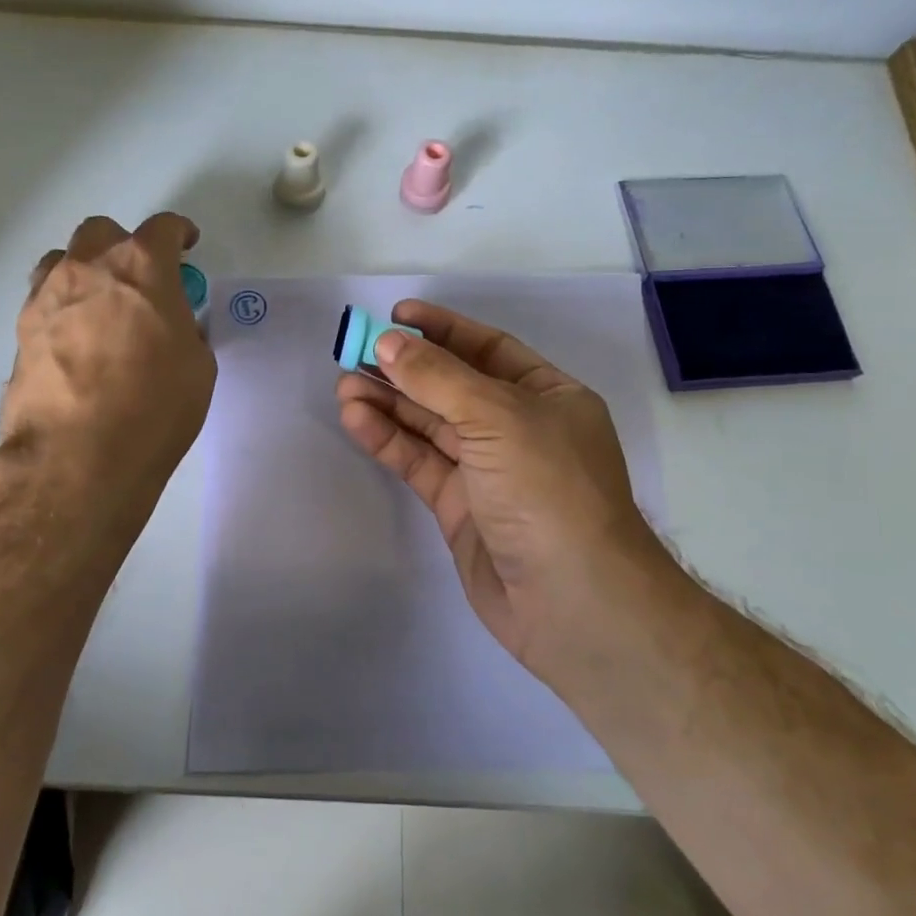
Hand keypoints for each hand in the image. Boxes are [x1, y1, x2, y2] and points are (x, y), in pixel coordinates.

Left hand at [0, 213, 215, 499]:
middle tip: (141, 280)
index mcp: (142, 268)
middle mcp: (89, 269)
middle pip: (102, 232)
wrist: (77, 456)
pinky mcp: (21, 331)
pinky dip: (64, 308)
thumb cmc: (154, 408)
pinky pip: (44, 300)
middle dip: (124, 246)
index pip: (162, 228)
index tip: (186, 245)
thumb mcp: (197, 367)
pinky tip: (76, 341)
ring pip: (63, 261)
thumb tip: (171, 328)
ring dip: (86, 272)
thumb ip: (185, 331)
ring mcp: (47, 297)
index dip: (178, 233)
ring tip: (101, 306)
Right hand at [335, 300, 668, 682]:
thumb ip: (438, 378)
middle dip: (406, 368)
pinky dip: (389, 440)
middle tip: (354, 351)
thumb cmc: (547, 488)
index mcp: (548, 396)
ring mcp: (488, 470)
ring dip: (389, 403)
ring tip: (344, 384)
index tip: (396, 315)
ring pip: (431, 425)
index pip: (488, 348)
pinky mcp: (460, 507)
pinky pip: (420, 463)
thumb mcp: (497, 417)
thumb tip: (389, 342)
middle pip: (453, 386)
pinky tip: (356, 419)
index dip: (442, 330)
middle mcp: (519, 428)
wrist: (571, 600)